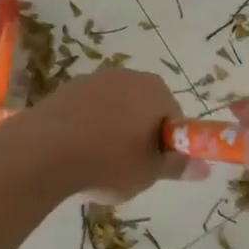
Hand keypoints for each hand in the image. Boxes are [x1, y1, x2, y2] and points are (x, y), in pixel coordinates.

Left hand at [10, 66, 201, 201]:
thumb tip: (204, 167)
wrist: (45, 150)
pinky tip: (76, 152)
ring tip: (99, 163)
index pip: (174, 115)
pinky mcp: (67, 88)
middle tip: (130, 167)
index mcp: (155, 91)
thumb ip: (177, 166)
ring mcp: (94, 78)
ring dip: (112, 130)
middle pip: (144, 107)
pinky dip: (87, 126)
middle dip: (140, 134)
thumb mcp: (149, 172)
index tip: (155, 166)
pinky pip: (88, 109)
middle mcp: (127, 76)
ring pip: (115, 107)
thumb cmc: (109, 161)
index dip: (168, 143)